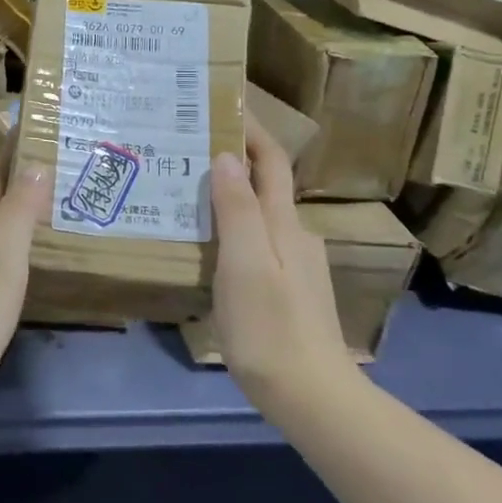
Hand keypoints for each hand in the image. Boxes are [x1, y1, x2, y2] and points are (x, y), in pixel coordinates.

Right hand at [209, 113, 347, 403]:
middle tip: (189, 151)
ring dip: (231, 196)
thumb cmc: (270, 328)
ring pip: (260, 216)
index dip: (252, 132)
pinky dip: (234, 229)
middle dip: (234, 161)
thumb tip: (226, 156)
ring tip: (189, 195)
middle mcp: (294, 236)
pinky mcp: (287, 291)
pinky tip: (210, 246)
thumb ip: (237, 210)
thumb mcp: (245, 265)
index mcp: (283, 224)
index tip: (224, 106)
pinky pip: (257, 243)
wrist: (312, 396)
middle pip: (266, 185)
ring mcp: (295, 266)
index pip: (271, 162)